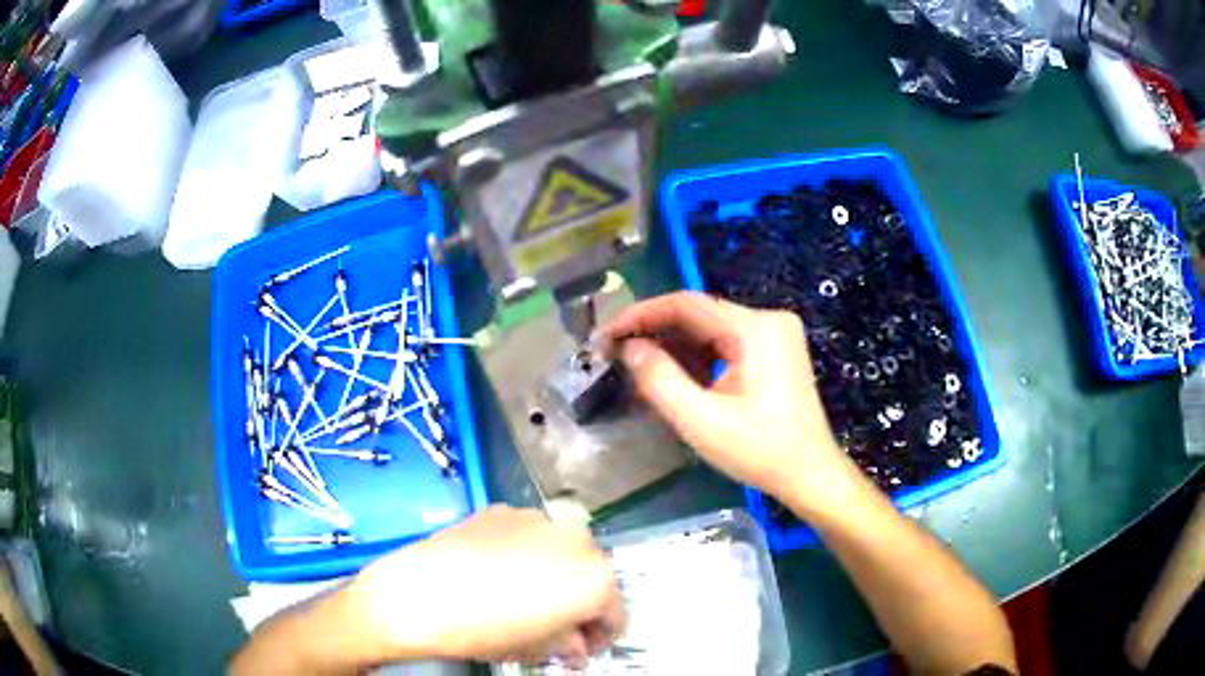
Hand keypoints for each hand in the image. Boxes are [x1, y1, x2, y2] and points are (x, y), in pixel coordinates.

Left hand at [349, 506, 624, 664]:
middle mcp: (577, 539)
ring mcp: (538, 518)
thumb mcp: (538, 648)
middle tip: (555, 624)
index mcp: (595, 578)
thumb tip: (575, 642)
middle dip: (579, 601)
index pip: (616, 613)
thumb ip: (569, 643)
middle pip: (591, 575)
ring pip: (560, 550)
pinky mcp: (503, 509)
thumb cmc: (485, 630)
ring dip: (553, 572)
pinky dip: (523, 553)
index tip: (584, 645)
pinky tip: (494, 572)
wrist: (418, 594)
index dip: (601, 634)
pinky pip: (527, 535)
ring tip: (521, 594)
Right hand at [599, 291, 861, 515]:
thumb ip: (659, 380)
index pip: (686, 304)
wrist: (809, 475)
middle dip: (655, 334)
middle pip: (698, 315)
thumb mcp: (701, 421)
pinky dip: (696, 360)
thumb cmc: (760, 451)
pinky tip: (674, 380)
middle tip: (615, 355)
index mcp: (756, 328)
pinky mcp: (773, 350)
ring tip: (639, 372)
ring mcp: (773, 334)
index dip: (640, 315)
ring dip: (673, 349)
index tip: (605, 335)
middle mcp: (767, 320)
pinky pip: (724, 344)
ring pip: (709, 330)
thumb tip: (628, 348)